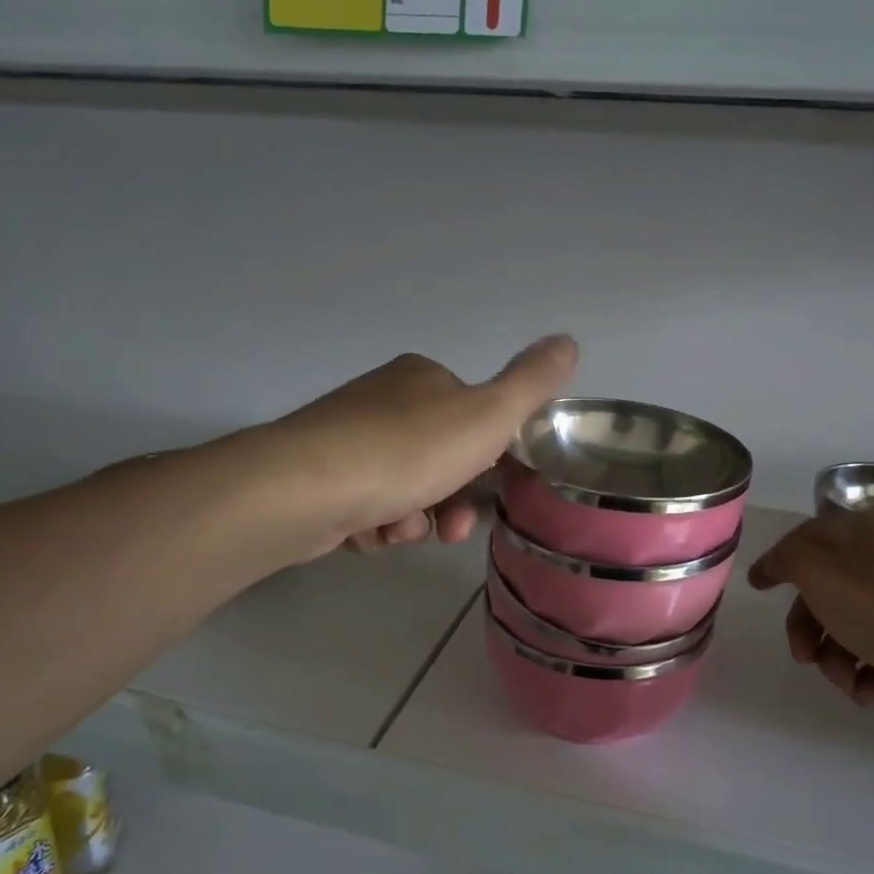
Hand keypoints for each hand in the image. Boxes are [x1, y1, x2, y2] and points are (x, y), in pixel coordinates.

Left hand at [273, 336, 578, 553]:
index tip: (490, 490)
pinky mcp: (318, 477)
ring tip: (399, 530)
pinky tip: (367, 532)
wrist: (304, 487)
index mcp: (423, 378)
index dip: (488, 459)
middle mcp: (383, 400)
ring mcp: (346, 438)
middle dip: (451, 500)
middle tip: (450, 531)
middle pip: (439, 459)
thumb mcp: (488, 416)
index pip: (474, 418)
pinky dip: (375, 526)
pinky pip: (366, 507)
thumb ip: (532, 383)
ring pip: (404, 489)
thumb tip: (569, 341)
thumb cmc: (408, 450)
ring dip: (413, 519)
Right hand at [748, 510, 873, 702]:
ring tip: (849, 683)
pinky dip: (868, 675)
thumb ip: (787, 560)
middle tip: (806, 658)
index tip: (758, 587)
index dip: (778, 561)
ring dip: (836, 661)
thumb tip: (775, 564)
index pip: (804, 538)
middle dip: (806, 630)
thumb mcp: (819, 573)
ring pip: (847, 628)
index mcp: (855, 537)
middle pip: (821, 592)